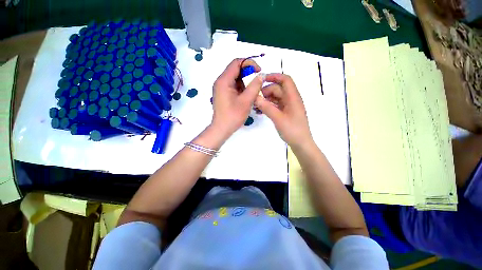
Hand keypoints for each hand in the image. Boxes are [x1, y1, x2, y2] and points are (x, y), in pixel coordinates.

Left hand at [211, 58, 263, 137]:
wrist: (222, 129)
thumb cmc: (233, 116)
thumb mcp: (246, 101)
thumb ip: (255, 86)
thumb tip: (261, 75)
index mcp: (224, 81)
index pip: (236, 63)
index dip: (249, 63)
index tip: (259, 71)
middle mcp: (221, 82)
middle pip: (236, 70)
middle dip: (248, 74)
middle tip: (257, 83)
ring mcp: (221, 88)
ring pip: (236, 79)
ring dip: (246, 83)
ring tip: (252, 92)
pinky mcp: (223, 94)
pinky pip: (234, 86)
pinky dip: (242, 88)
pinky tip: (247, 96)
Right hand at [254, 73, 312, 146]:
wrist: (300, 144)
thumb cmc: (292, 131)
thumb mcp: (278, 118)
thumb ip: (267, 107)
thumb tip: (255, 97)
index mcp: (293, 98)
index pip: (286, 80)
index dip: (275, 76)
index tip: (262, 79)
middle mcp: (291, 100)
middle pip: (278, 89)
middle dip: (266, 91)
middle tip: (256, 99)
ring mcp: (288, 106)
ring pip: (276, 97)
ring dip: (266, 99)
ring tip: (256, 106)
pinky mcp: (285, 112)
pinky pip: (276, 105)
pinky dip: (268, 106)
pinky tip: (261, 111)